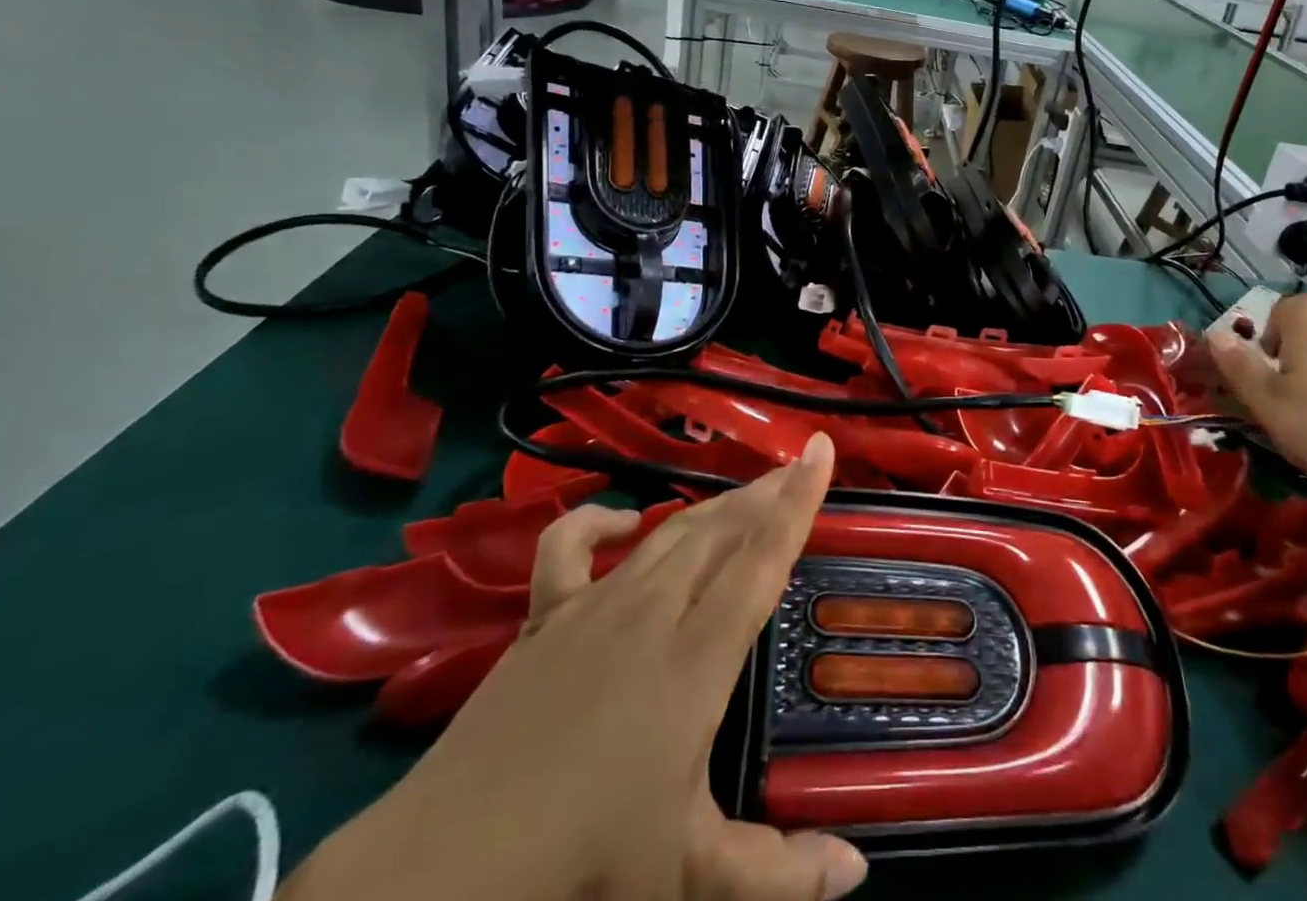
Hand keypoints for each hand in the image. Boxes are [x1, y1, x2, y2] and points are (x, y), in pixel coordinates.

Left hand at [284, 432, 867, 900]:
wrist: (448, 866)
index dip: (798, 499)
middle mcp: (653, 611)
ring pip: (668, 531)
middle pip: (722, 529)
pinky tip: (625, 519)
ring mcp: (594, 604)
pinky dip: (597, 520)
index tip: (821, 449)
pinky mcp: (544, 614)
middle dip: (767, 491)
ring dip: (714, 504)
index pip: (762, 558)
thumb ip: (778, 874)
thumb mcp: (687, 874)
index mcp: (697, 658)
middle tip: (797, 464)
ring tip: (747, 489)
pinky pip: (569, 546)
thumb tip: (858, 876)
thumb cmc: (583, 861)